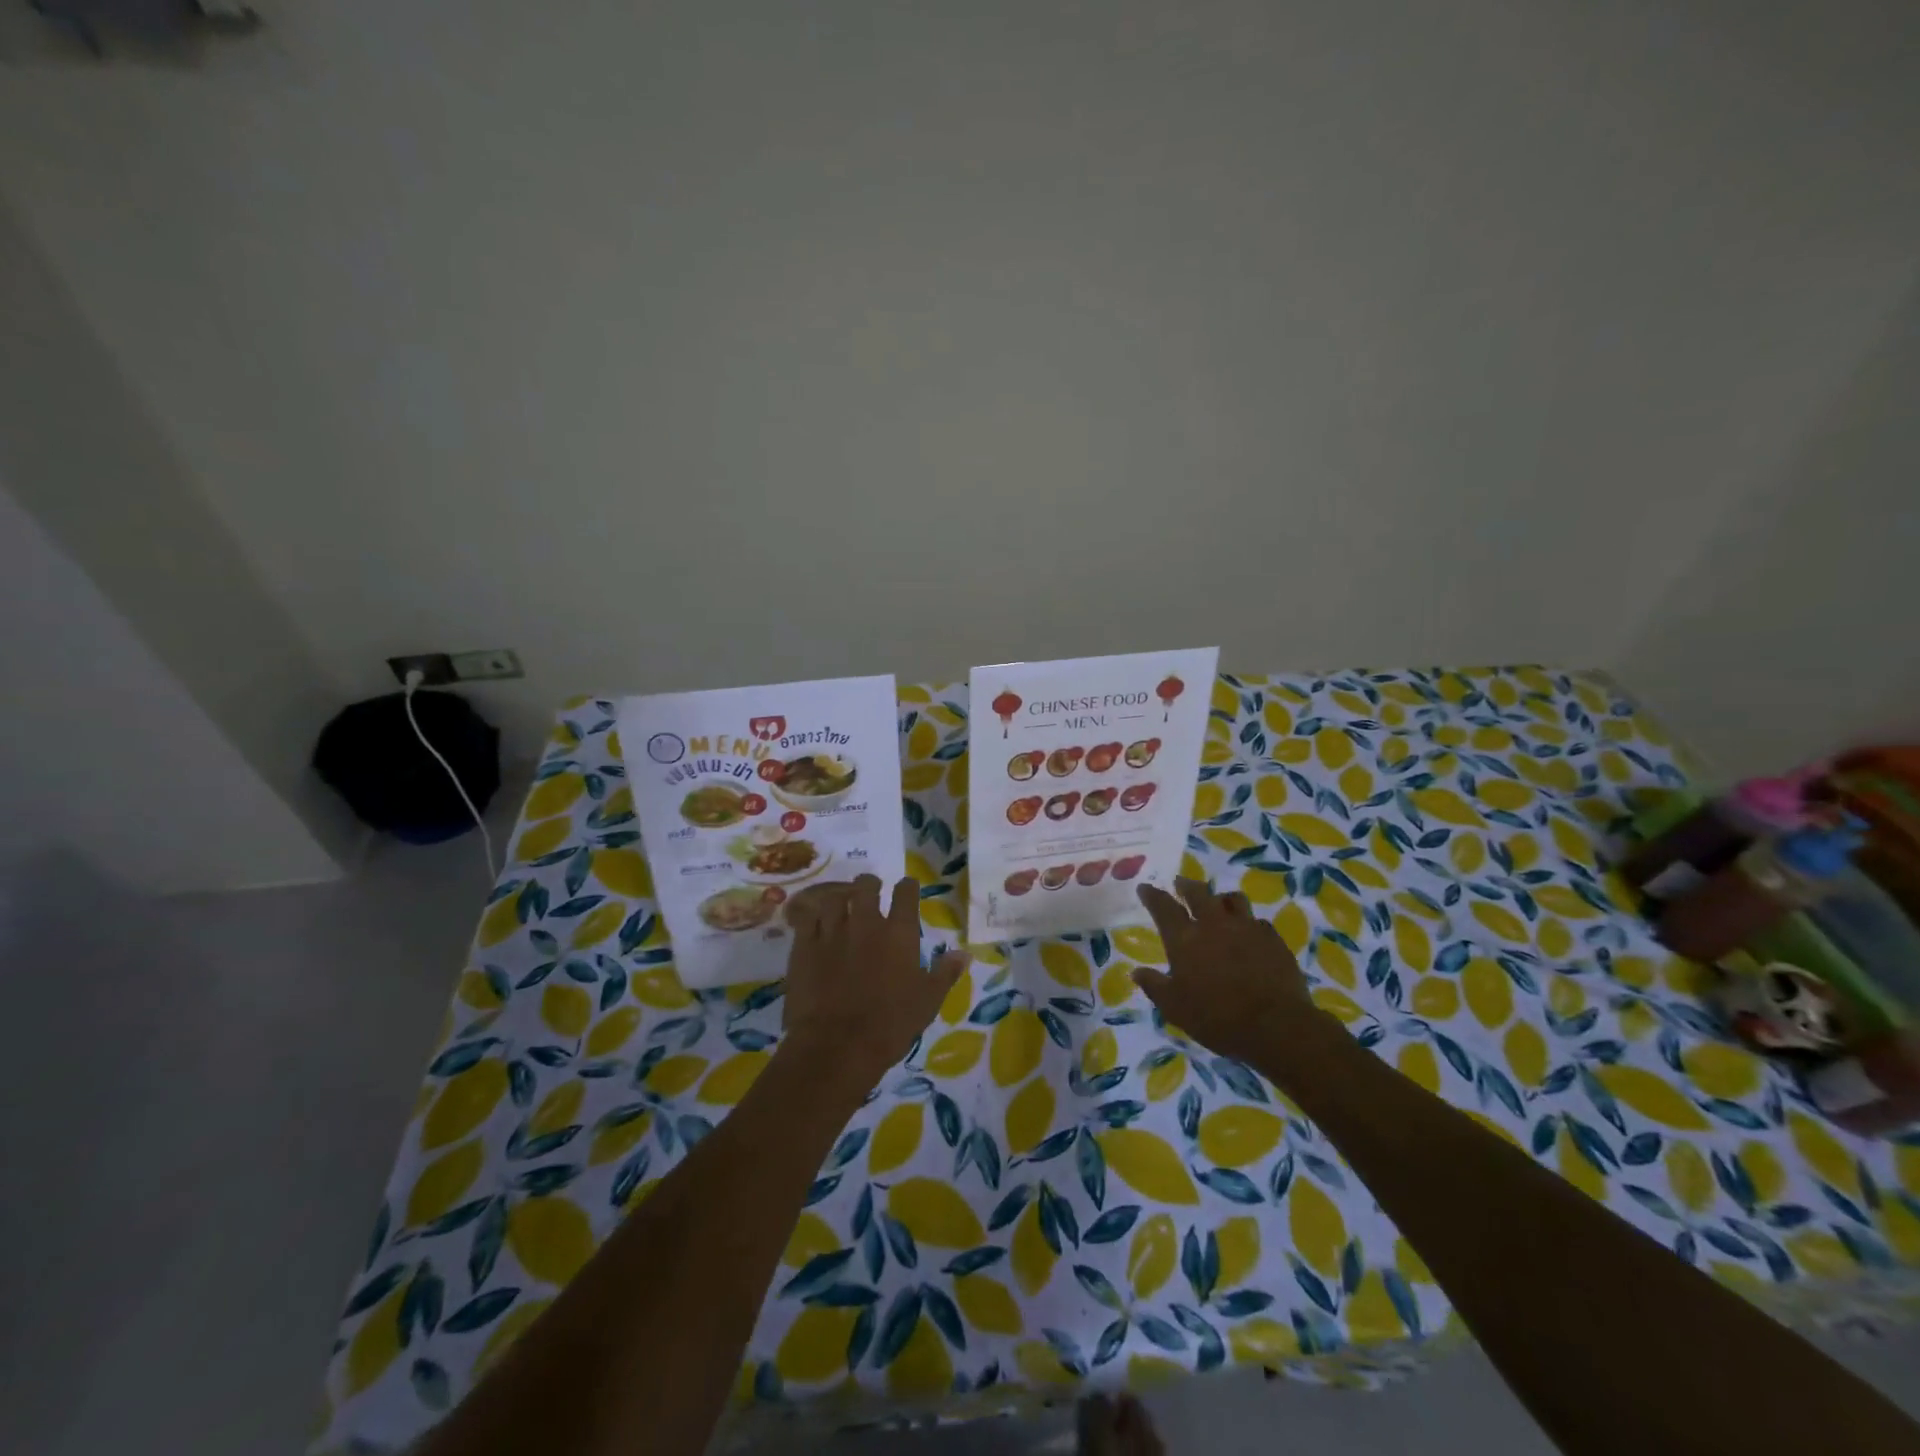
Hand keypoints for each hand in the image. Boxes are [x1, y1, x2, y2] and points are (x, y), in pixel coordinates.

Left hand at [780, 875, 965, 1094]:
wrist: (836, 1046)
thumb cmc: (889, 1025)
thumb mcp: (927, 1002)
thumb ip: (944, 973)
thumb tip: (963, 953)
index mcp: (899, 933)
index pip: (906, 893)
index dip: (908, 887)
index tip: (907, 888)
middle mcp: (866, 922)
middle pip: (866, 886)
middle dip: (870, 885)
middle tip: (870, 892)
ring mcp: (832, 931)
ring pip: (834, 897)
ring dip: (840, 898)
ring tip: (842, 906)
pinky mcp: (804, 945)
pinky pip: (807, 918)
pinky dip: (813, 917)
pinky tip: (816, 924)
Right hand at [1131, 879, 1328, 1066]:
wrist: (1275, 1025)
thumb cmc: (1217, 1017)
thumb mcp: (1175, 1008)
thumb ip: (1154, 986)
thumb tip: (1137, 972)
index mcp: (1184, 938)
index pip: (1163, 907)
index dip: (1152, 895)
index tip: (1145, 887)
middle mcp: (1213, 924)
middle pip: (1198, 893)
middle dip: (1186, 886)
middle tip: (1181, 884)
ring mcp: (1246, 927)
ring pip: (1232, 899)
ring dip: (1220, 898)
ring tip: (1218, 903)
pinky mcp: (1272, 938)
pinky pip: (1257, 920)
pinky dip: (1248, 922)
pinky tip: (1249, 933)